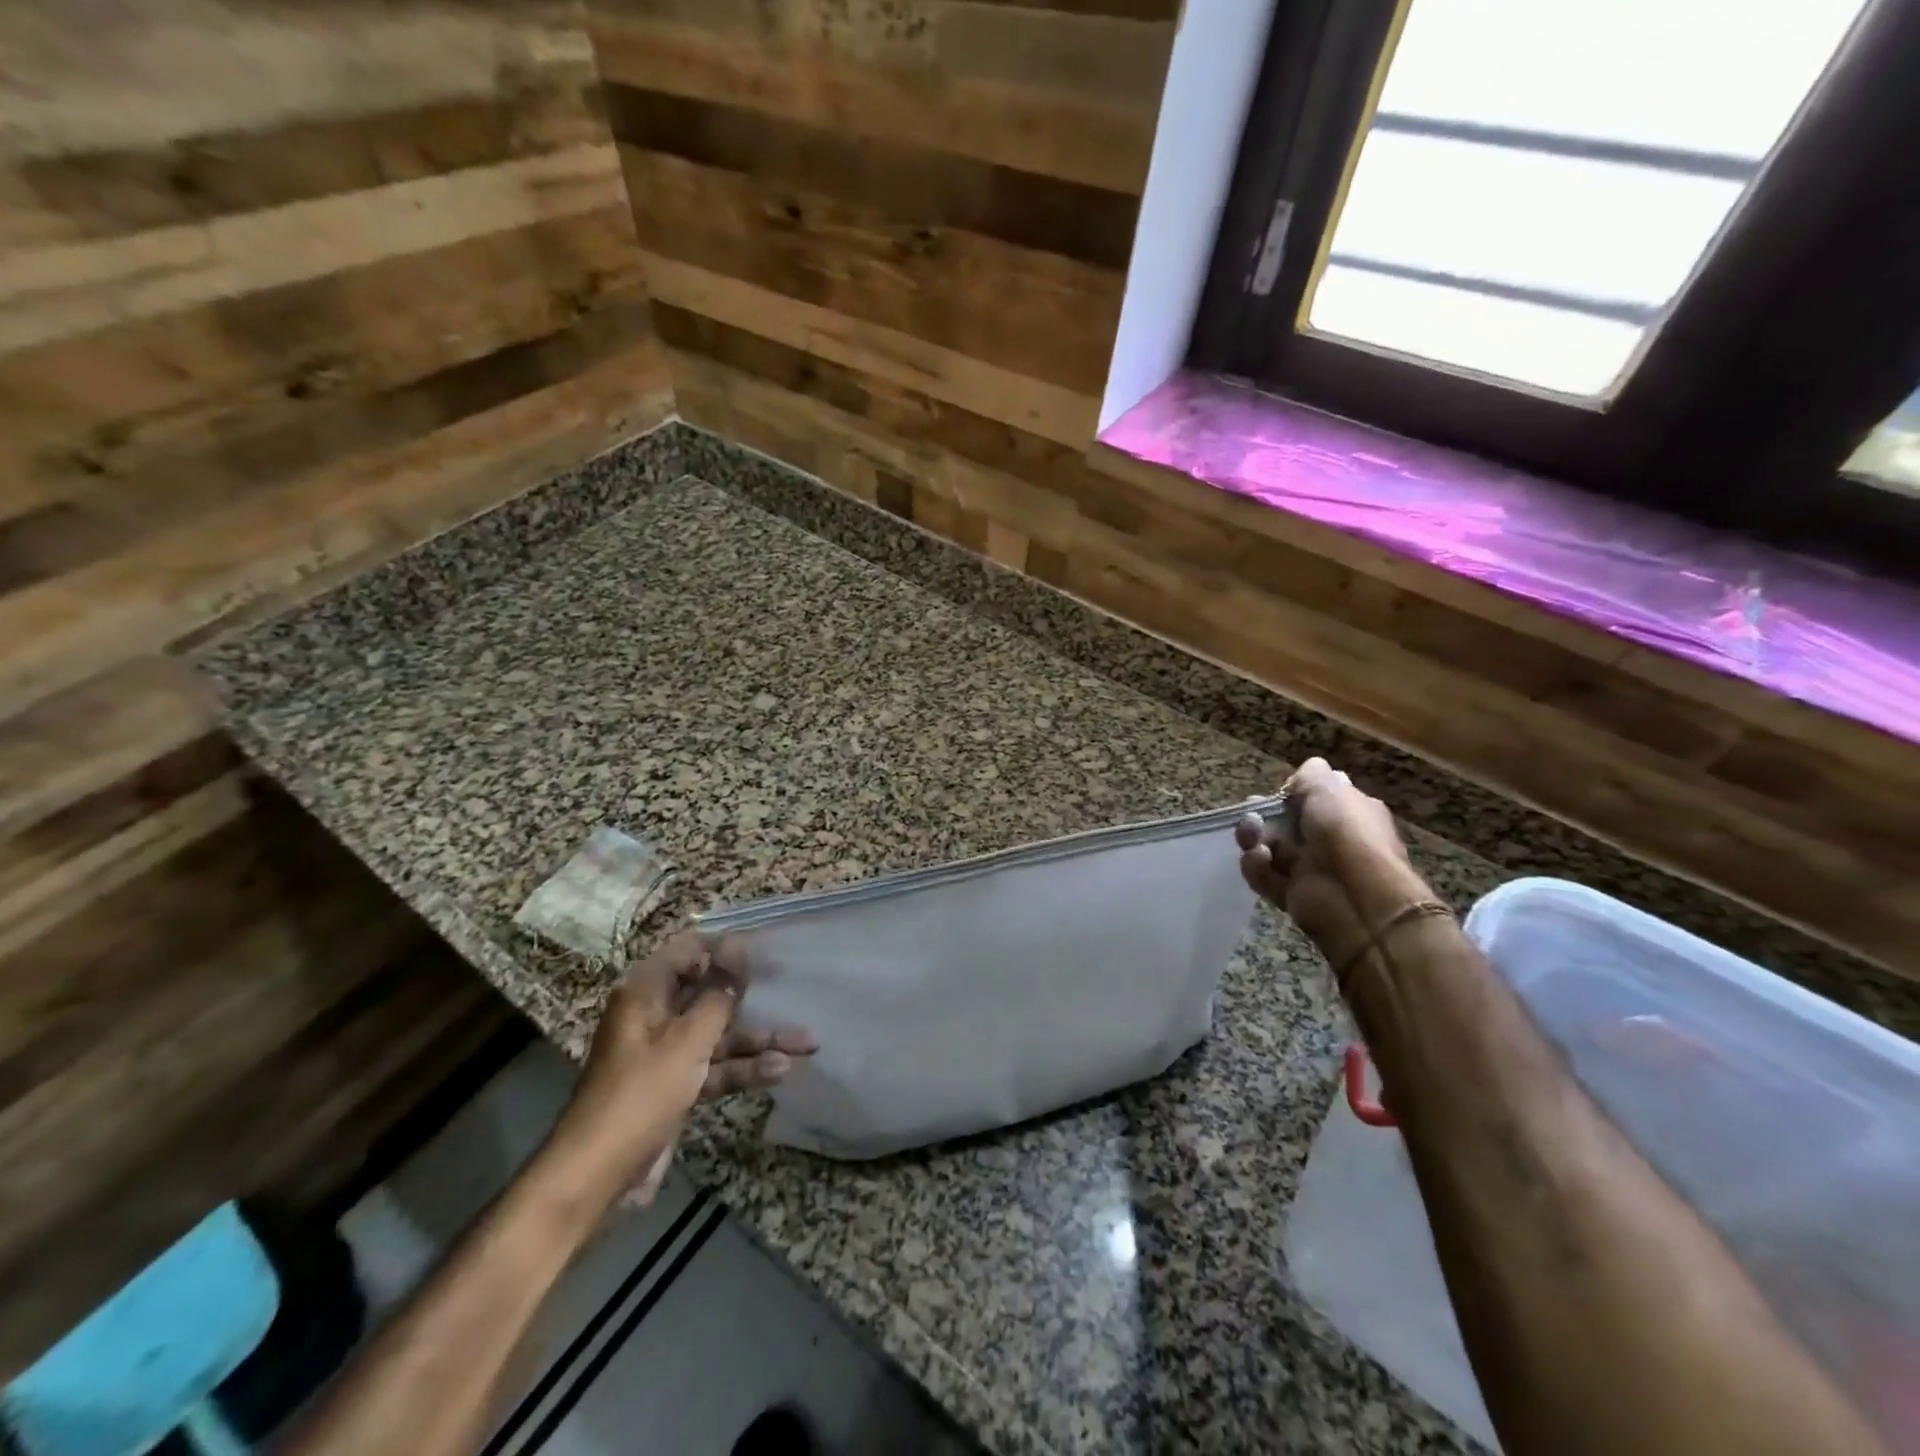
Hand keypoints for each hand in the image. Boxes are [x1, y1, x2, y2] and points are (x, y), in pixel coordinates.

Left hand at [548, 932, 817, 1208]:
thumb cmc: (640, 1095)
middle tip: (793, 989)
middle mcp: (656, 1016)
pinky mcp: (676, 1086)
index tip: (767, 952)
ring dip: (759, 1039)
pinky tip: (781, 1071)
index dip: (727, 948)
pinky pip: (716, 1067)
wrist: (596, 1178)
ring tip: (807, 1042)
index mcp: (646, 993)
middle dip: (752, 997)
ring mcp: (667, 1053)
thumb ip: (718, 996)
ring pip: (719, 1034)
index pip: (690, 951)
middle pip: (710, 993)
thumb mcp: (686, 1041)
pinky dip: (744, 1069)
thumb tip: (740, 950)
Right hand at [1235, 758, 1424, 990]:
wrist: (1357, 898)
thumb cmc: (1346, 833)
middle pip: (1283, 822)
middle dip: (1262, 815)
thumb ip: (1310, 775)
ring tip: (1253, 838)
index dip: (1291, 793)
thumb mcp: (1329, 787)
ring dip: (1253, 838)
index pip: (1313, 797)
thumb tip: (1301, 776)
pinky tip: (1261, 860)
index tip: (1279, 793)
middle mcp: (1328, 839)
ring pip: (1267, 846)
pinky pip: (1262, 875)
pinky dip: (1256, 867)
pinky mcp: (1290, 893)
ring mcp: (1309, 868)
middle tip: (1251, 814)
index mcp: (1347, 811)